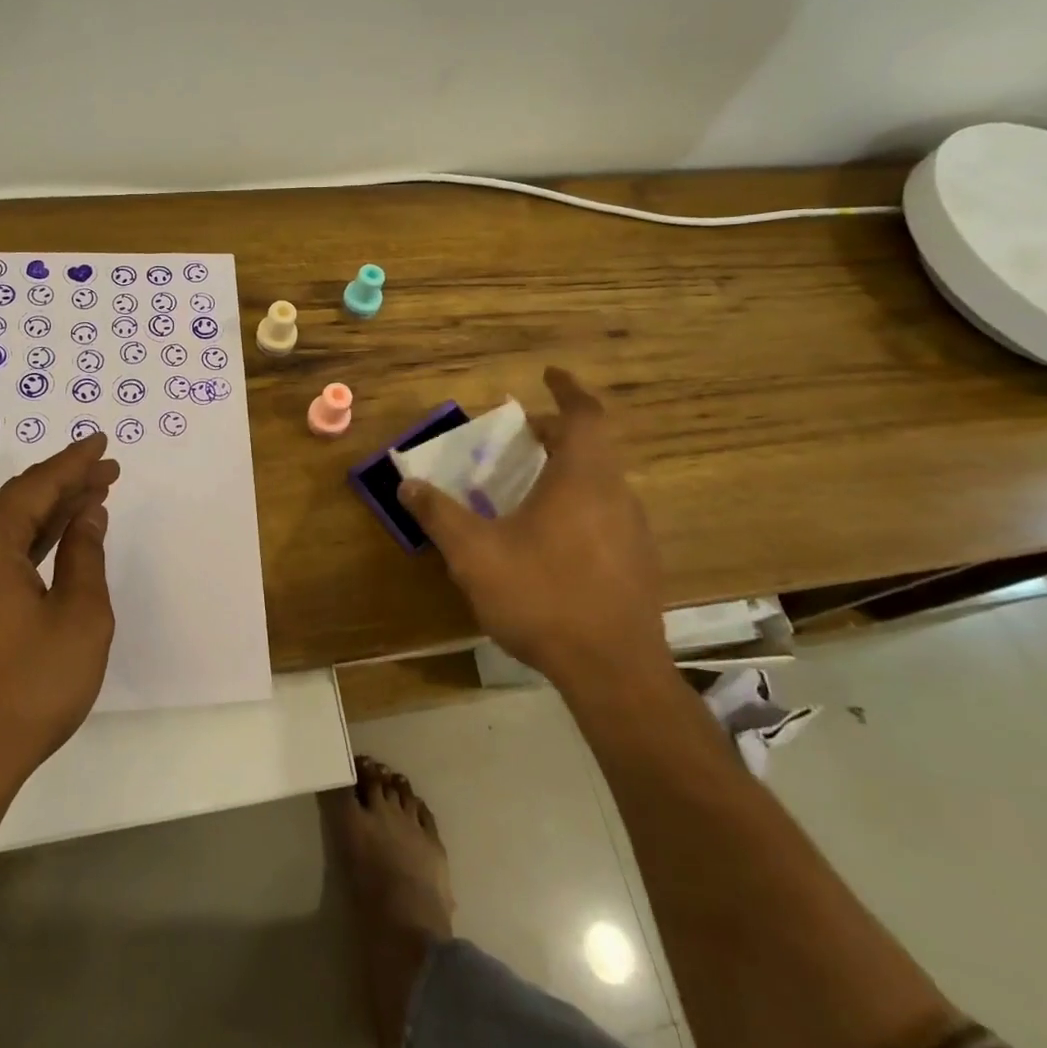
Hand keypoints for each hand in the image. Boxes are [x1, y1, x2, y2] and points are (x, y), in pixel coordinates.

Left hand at [0, 434, 120, 800]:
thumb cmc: (26, 690)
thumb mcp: (79, 618)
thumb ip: (84, 555)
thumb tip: (88, 514)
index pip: (34, 488)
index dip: (73, 464)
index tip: (101, 443)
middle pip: (15, 503)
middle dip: (63, 485)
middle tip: (106, 470)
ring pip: (1, 529)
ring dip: (46, 513)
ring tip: (90, 497)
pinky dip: (25, 542)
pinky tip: (53, 540)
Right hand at [398, 367, 668, 685]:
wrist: (613, 672)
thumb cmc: (542, 596)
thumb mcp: (475, 553)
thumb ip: (439, 514)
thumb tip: (407, 483)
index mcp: (583, 479)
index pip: (584, 415)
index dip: (567, 390)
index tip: (549, 375)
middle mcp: (617, 495)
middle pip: (592, 447)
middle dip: (556, 434)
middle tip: (522, 436)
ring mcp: (635, 532)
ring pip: (601, 483)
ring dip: (569, 471)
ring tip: (530, 486)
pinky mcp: (639, 566)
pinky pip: (607, 515)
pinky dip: (579, 505)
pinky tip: (551, 539)